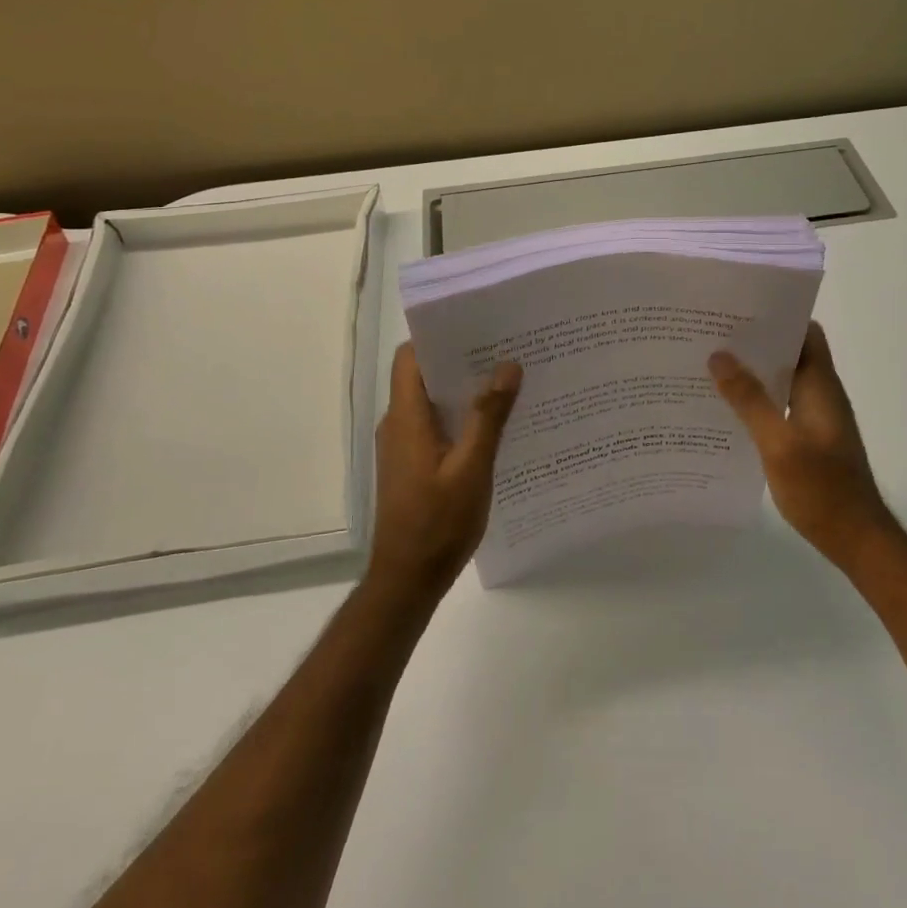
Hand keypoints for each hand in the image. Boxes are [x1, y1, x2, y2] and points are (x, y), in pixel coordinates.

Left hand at [367, 345, 521, 600]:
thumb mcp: (472, 468)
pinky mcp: (412, 464)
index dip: (437, 336)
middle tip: (505, 350)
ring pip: (432, 401)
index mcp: (406, 417)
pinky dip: (460, 416)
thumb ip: (489, 416)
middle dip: (461, 360)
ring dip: (464, 390)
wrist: (407, 580)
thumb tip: (508, 365)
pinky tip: (495, 425)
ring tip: (508, 381)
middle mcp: (398, 424)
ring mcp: (403, 445)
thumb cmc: (438, 523)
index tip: (477, 326)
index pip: (410, 357)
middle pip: (424, 375)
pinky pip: (435, 425)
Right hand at [710, 323, 899, 569]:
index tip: (740, 310)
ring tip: (712, 366)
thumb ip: (750, 399)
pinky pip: (782, 405)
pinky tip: (728, 409)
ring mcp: (817, 417)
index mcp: (820, 385)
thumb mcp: (778, 443)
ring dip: (754, 372)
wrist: (857, 539)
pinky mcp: (810, 438)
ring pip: (783, 380)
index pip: (806, 332)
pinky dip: (758, 399)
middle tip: (713, 335)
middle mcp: (821, 394)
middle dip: (756, 342)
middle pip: (791, 353)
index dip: (778, 315)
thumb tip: (719, 355)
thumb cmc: (822, 488)